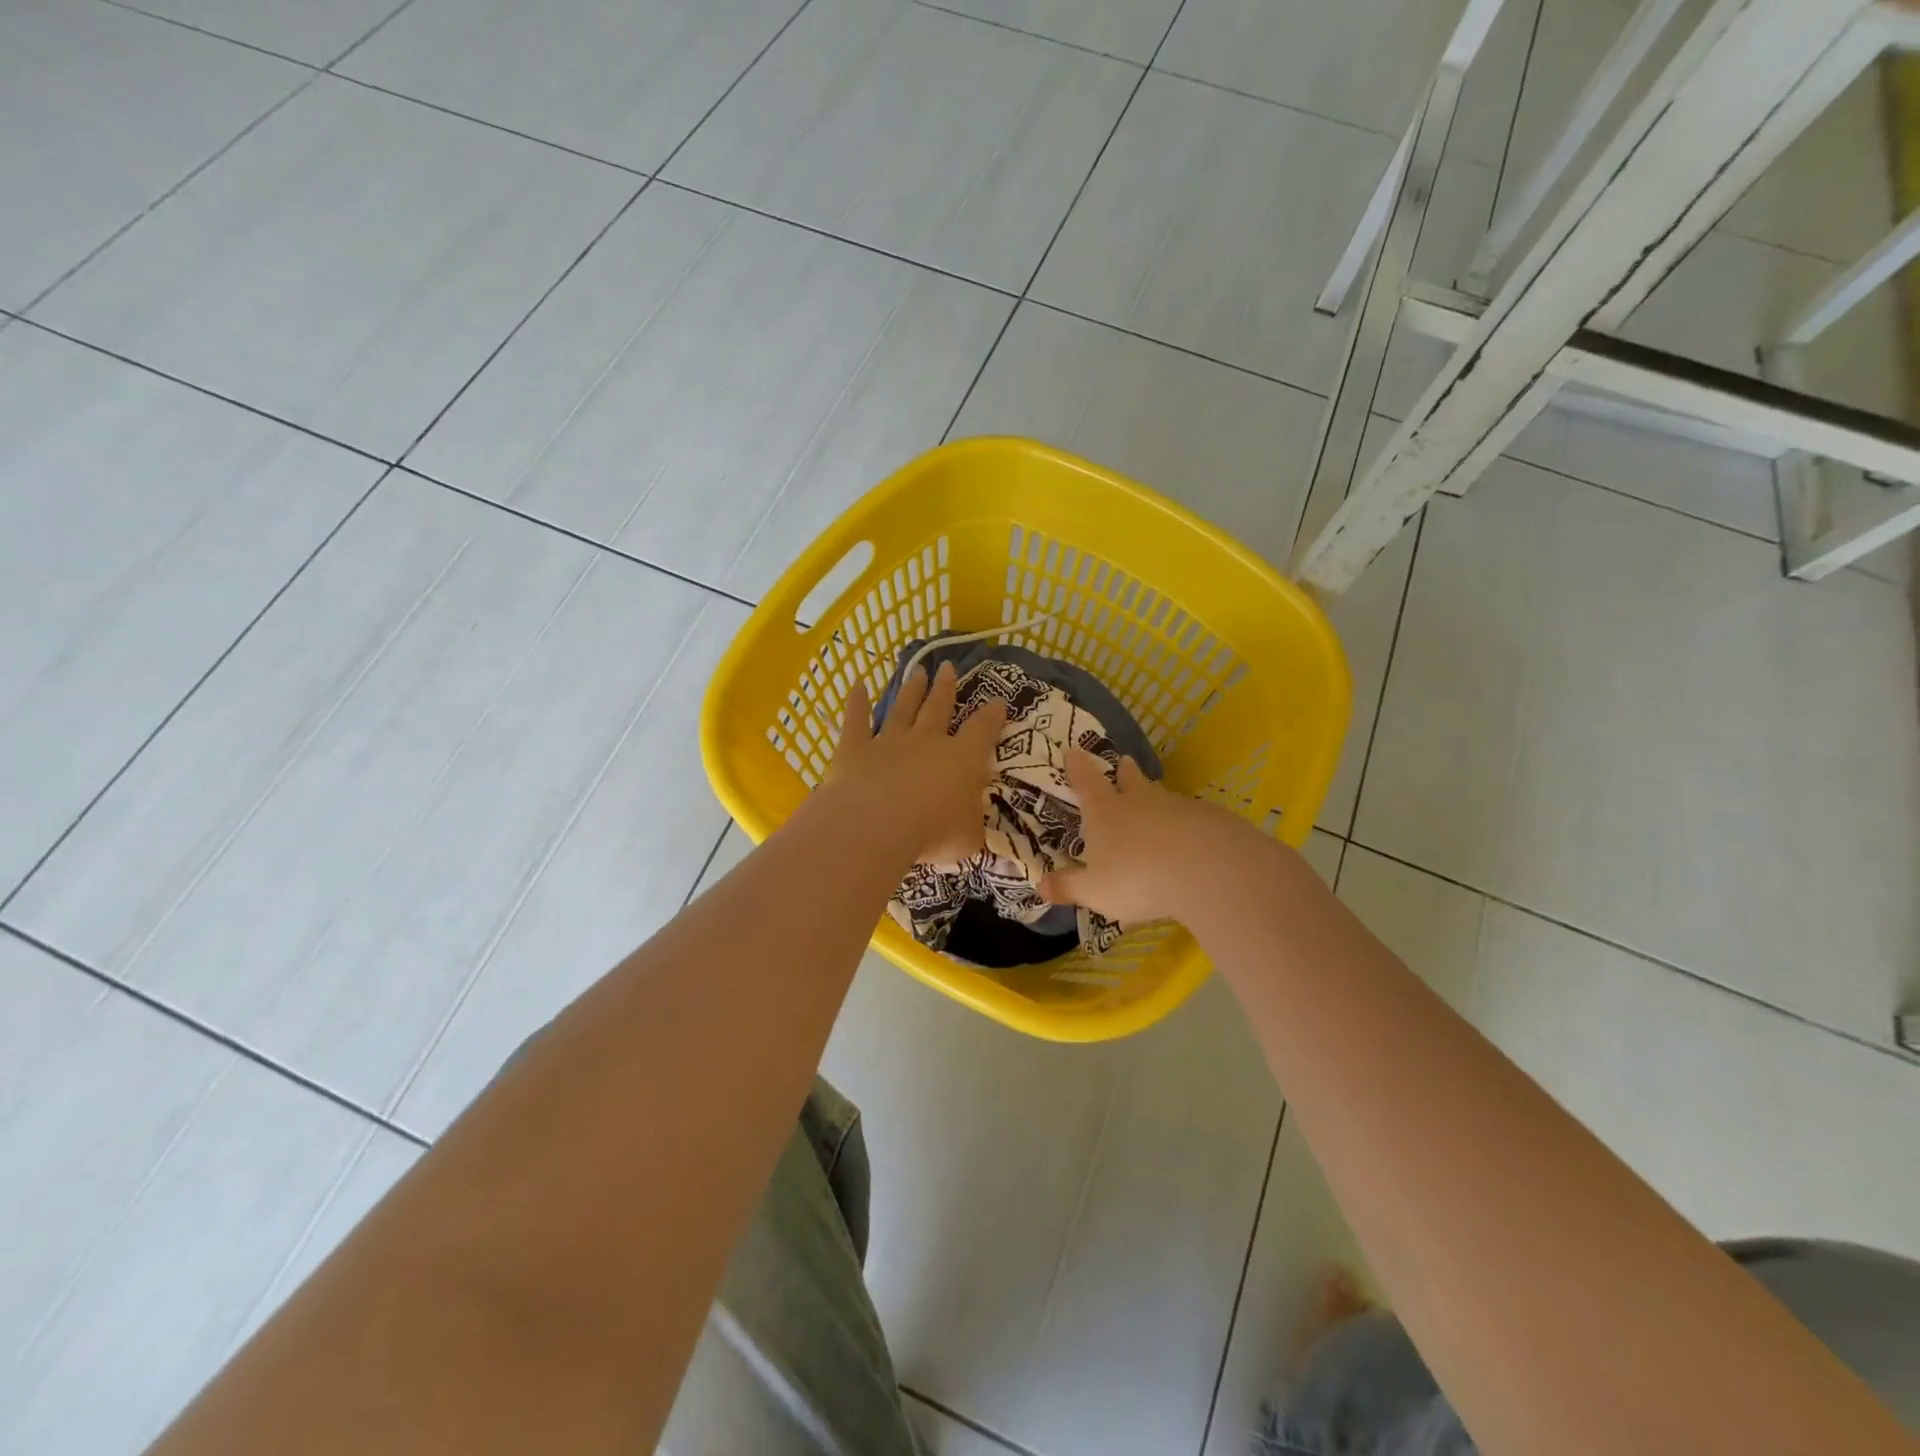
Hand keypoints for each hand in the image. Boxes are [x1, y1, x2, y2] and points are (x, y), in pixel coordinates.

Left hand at [829, 661, 1007, 862]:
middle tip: (949, 667)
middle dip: (946, 688)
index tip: (998, 700)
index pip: (982, 731)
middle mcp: (927, 742)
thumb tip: (975, 824)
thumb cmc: (933, 833)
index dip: (992, 716)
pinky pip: (856, 721)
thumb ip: (972, 825)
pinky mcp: (854, 749)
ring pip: (903, 709)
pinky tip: (858, 686)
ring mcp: (889, 742)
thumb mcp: (969, 837)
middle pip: (939, 708)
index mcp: (962, 759)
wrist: (877, 825)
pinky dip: (857, 703)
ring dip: (911, 690)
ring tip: (918, 670)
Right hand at [1040, 747, 1265, 923]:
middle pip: (1130, 780)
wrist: (1208, 868)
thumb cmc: (1138, 877)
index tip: (1074, 750)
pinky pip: (1194, 817)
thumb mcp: (1095, 890)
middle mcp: (1140, 802)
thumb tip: (1039, 885)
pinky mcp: (1212, 819)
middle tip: (1125, 762)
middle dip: (1125, 772)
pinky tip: (1194, 837)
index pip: (1086, 783)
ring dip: (1157, 797)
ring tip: (1157, 802)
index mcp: (1106, 812)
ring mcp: (1178, 807)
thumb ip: (1069, 887)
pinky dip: (1189, 823)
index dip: (1078, 767)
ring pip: (1163, 796)